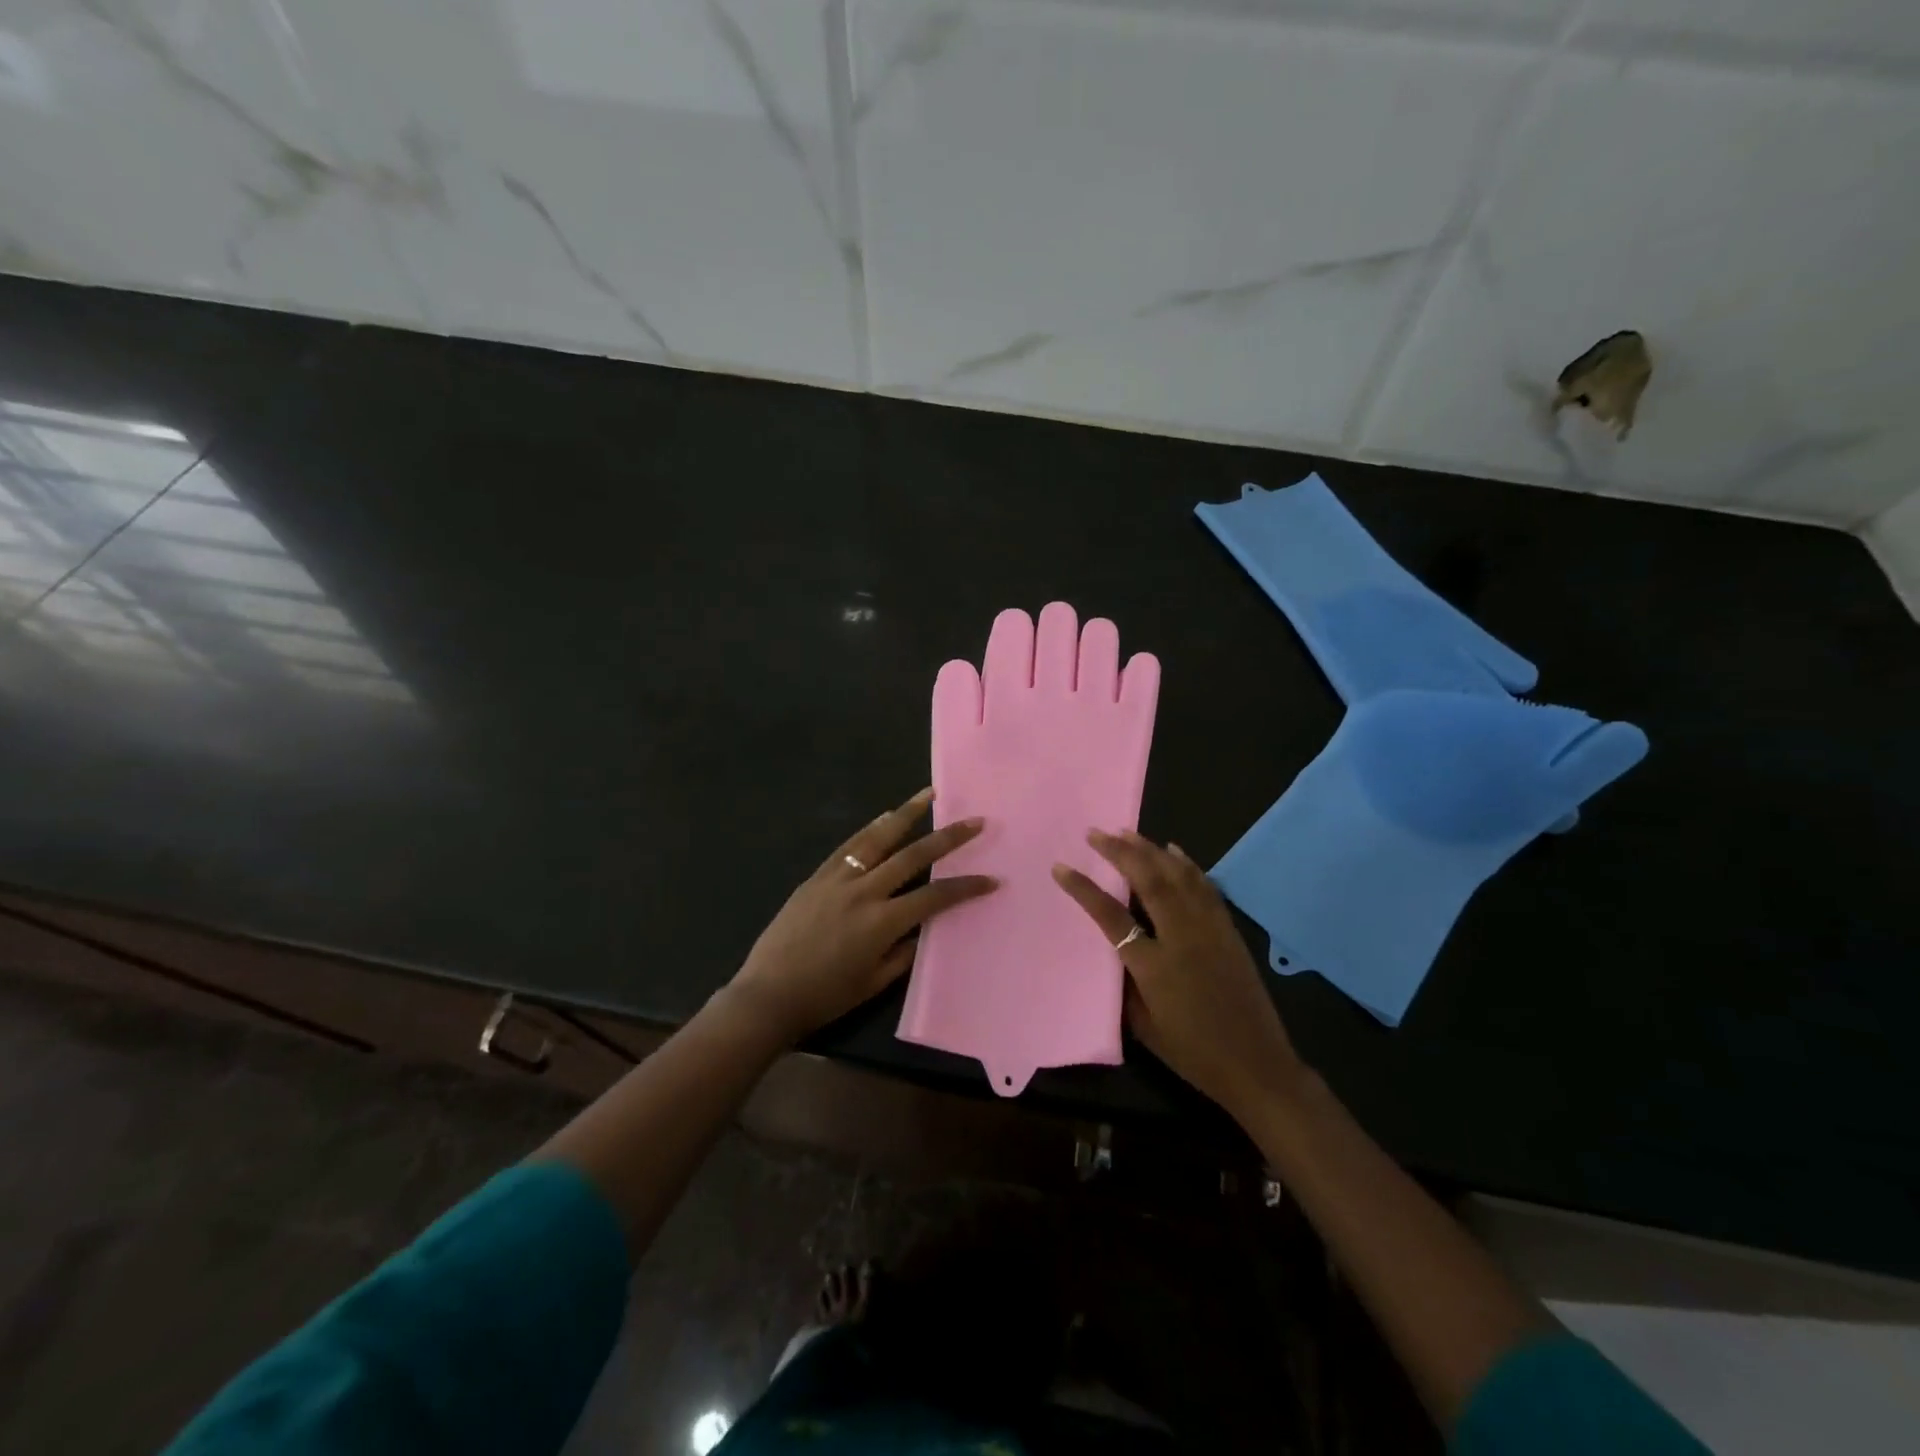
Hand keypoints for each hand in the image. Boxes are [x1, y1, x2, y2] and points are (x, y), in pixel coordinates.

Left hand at [727, 788, 997, 1045]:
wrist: (768, 994)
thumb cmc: (825, 996)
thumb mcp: (874, 982)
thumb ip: (905, 952)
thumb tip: (926, 927)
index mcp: (882, 922)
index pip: (935, 897)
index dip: (966, 887)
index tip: (991, 878)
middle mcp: (864, 892)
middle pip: (913, 855)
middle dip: (948, 837)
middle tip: (974, 821)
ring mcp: (838, 879)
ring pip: (878, 838)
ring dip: (907, 814)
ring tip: (929, 795)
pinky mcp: (817, 876)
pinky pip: (849, 846)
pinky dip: (870, 829)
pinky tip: (884, 817)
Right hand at [1053, 830, 1305, 1126]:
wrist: (1257, 1065)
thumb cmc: (1194, 1053)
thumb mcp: (1145, 1027)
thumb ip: (1125, 984)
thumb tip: (1113, 950)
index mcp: (1154, 966)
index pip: (1111, 916)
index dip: (1084, 889)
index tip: (1061, 867)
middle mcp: (1182, 938)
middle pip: (1148, 881)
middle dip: (1119, 853)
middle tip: (1096, 833)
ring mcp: (1209, 929)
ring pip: (1177, 876)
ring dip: (1150, 850)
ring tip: (1127, 832)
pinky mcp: (1228, 930)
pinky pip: (1205, 887)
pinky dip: (1188, 864)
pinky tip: (1174, 850)